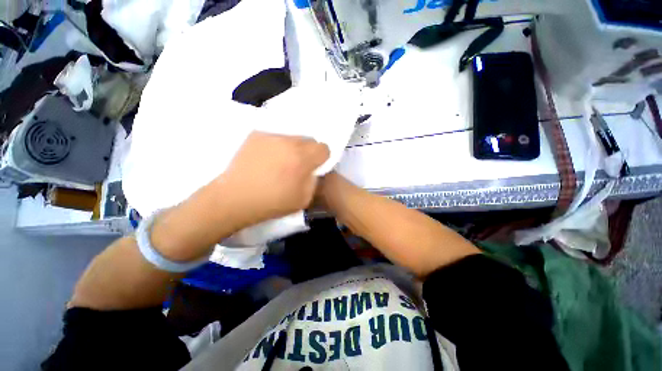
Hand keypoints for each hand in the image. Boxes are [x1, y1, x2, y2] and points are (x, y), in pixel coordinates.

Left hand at [213, 131, 329, 226]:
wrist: (234, 198)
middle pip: (309, 140)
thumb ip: (314, 180)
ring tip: (280, 162)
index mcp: (302, 158)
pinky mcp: (256, 135)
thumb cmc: (272, 202)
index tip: (314, 167)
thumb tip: (313, 170)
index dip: (321, 158)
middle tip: (297, 166)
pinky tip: (267, 159)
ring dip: (292, 148)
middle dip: (308, 152)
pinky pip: (276, 137)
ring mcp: (271, 136)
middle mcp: (288, 142)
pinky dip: (277, 146)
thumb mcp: (303, 199)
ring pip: (292, 137)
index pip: (324, 148)